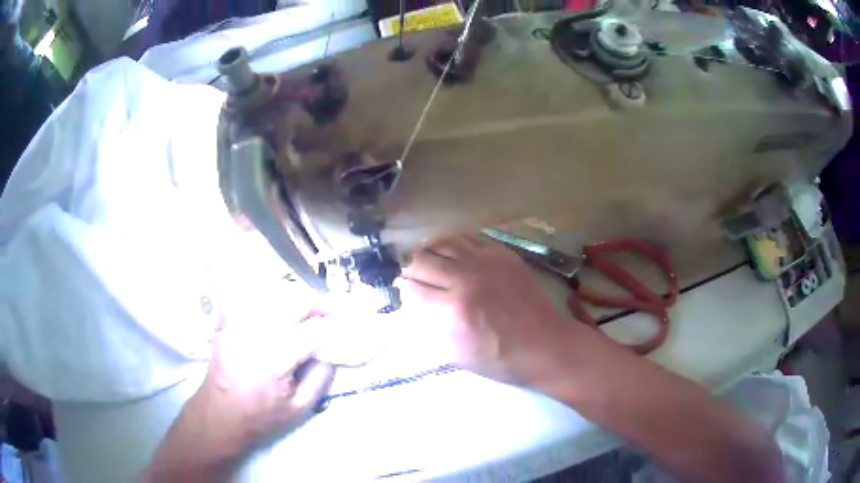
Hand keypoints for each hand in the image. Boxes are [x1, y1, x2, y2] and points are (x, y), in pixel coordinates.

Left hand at [195, 315, 334, 448]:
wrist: (218, 414)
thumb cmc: (260, 417)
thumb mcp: (298, 408)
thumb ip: (320, 378)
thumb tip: (332, 353)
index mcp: (275, 359)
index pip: (313, 330)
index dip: (332, 325)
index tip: (345, 325)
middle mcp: (256, 334)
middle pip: (293, 302)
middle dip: (317, 303)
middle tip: (331, 312)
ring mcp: (240, 325)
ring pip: (275, 298)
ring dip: (297, 302)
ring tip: (309, 315)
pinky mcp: (231, 324)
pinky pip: (258, 306)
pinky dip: (276, 307)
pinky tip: (282, 320)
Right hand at [396, 233, 576, 384]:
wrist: (545, 344)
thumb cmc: (500, 359)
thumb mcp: (456, 355)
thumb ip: (429, 329)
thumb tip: (412, 306)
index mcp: (454, 310)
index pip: (413, 289)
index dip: (403, 290)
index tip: (404, 294)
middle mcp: (467, 279)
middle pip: (422, 260)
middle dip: (410, 269)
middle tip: (413, 277)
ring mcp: (487, 262)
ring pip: (443, 242)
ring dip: (429, 251)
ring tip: (429, 261)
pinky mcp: (503, 254)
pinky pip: (469, 238)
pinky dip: (453, 244)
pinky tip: (452, 253)